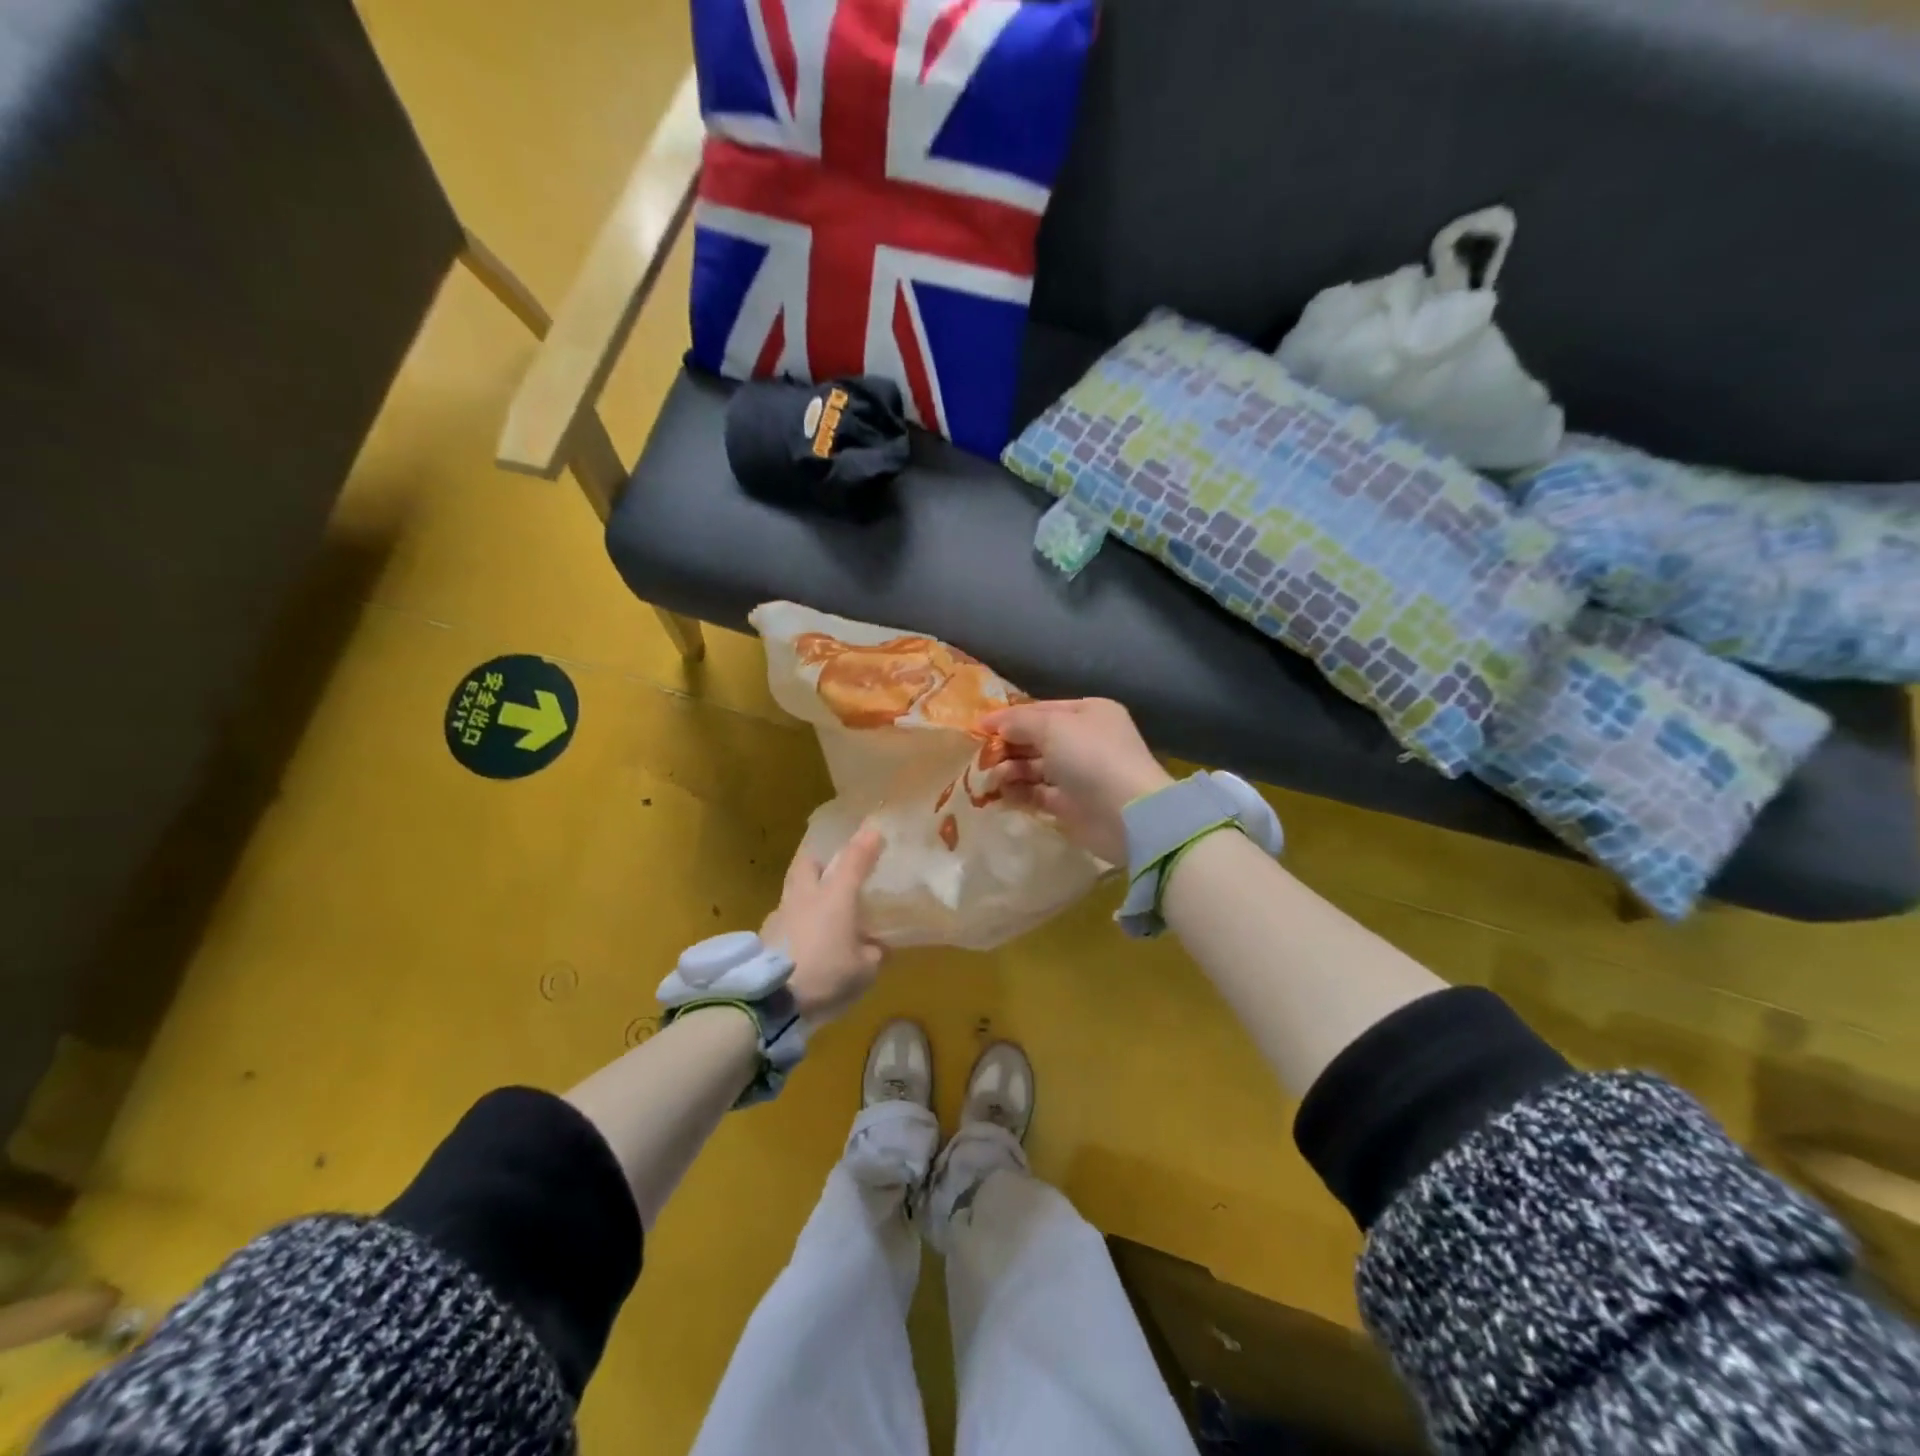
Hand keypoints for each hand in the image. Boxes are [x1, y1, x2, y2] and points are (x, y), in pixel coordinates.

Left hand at [763, 824, 886, 1022]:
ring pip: (792, 887)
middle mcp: (806, 895)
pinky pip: (783, 916)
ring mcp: (780, 913)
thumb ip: (872, 953)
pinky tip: (801, 938)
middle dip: (820, 857)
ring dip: (805, 889)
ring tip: (816, 907)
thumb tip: (876, 947)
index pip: (853, 859)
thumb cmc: (824, 975)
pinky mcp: (764, 934)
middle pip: (808, 861)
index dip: (866, 844)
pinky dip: (794, 919)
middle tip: (831, 866)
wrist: (768, 999)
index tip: (875, 831)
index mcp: (835, 896)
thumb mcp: (863, 971)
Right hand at [980, 699, 1172, 865]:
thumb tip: (994, 724)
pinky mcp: (1071, 805)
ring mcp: (1078, 774)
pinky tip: (999, 794)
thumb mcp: (1052, 727)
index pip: (1041, 710)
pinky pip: (1037, 794)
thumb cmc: (1090, 757)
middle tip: (980, 757)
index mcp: (1088, 713)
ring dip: (1010, 770)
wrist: (1126, 814)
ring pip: (1035, 768)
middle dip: (1008, 746)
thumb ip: (1019, 722)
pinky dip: (1018, 793)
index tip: (978, 727)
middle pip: (1036, 739)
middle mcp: (1084, 740)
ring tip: (990, 778)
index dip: (1009, 717)